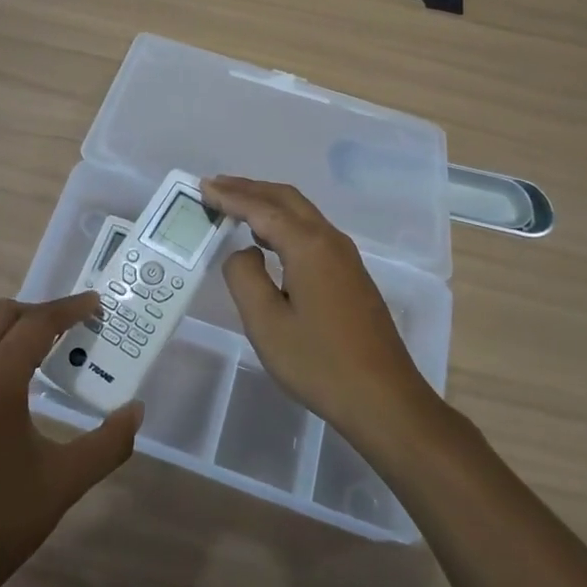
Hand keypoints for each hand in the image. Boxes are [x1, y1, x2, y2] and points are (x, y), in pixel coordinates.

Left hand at [0, 294, 141, 586]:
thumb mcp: (64, 483)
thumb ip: (108, 443)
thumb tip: (136, 410)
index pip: (38, 323)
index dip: (69, 309)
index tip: (93, 304)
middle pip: (1, 314)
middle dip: (36, 314)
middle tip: (64, 332)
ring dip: (0, 327)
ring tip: (24, 353)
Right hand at [204, 176, 435, 443]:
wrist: (384, 399)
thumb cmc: (319, 363)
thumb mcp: (266, 323)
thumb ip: (245, 277)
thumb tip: (244, 252)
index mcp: (308, 246)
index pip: (261, 208)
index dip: (229, 196)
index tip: (202, 186)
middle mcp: (330, 240)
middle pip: (285, 198)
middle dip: (248, 188)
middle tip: (214, 186)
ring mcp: (345, 256)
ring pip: (301, 212)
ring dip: (267, 203)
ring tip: (234, 205)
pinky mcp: (350, 274)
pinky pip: (310, 230)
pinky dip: (283, 221)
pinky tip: (267, 238)